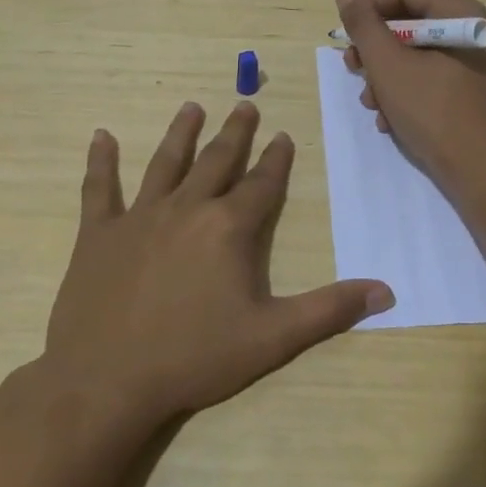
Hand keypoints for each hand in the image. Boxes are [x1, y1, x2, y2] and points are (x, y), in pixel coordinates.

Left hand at [44, 100, 393, 425]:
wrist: (107, 381)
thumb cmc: (194, 357)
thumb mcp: (273, 337)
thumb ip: (329, 310)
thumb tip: (386, 290)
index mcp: (228, 228)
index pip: (261, 184)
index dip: (276, 160)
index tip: (284, 135)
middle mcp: (187, 209)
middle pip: (216, 160)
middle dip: (235, 132)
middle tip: (245, 104)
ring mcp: (139, 217)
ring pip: (165, 163)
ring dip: (181, 133)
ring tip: (191, 107)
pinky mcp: (99, 234)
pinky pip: (100, 188)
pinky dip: (100, 161)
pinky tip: (100, 136)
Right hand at [336, 0, 485, 194]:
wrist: (482, 173)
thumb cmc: (434, 112)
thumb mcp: (388, 66)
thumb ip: (364, 27)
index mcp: (463, 14)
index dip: (371, 8)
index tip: (347, 36)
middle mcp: (473, 31)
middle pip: (411, 23)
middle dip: (376, 50)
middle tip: (353, 69)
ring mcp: (474, 63)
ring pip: (416, 54)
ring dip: (385, 76)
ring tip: (371, 103)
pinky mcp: (470, 91)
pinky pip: (430, 77)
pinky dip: (405, 92)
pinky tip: (389, 120)